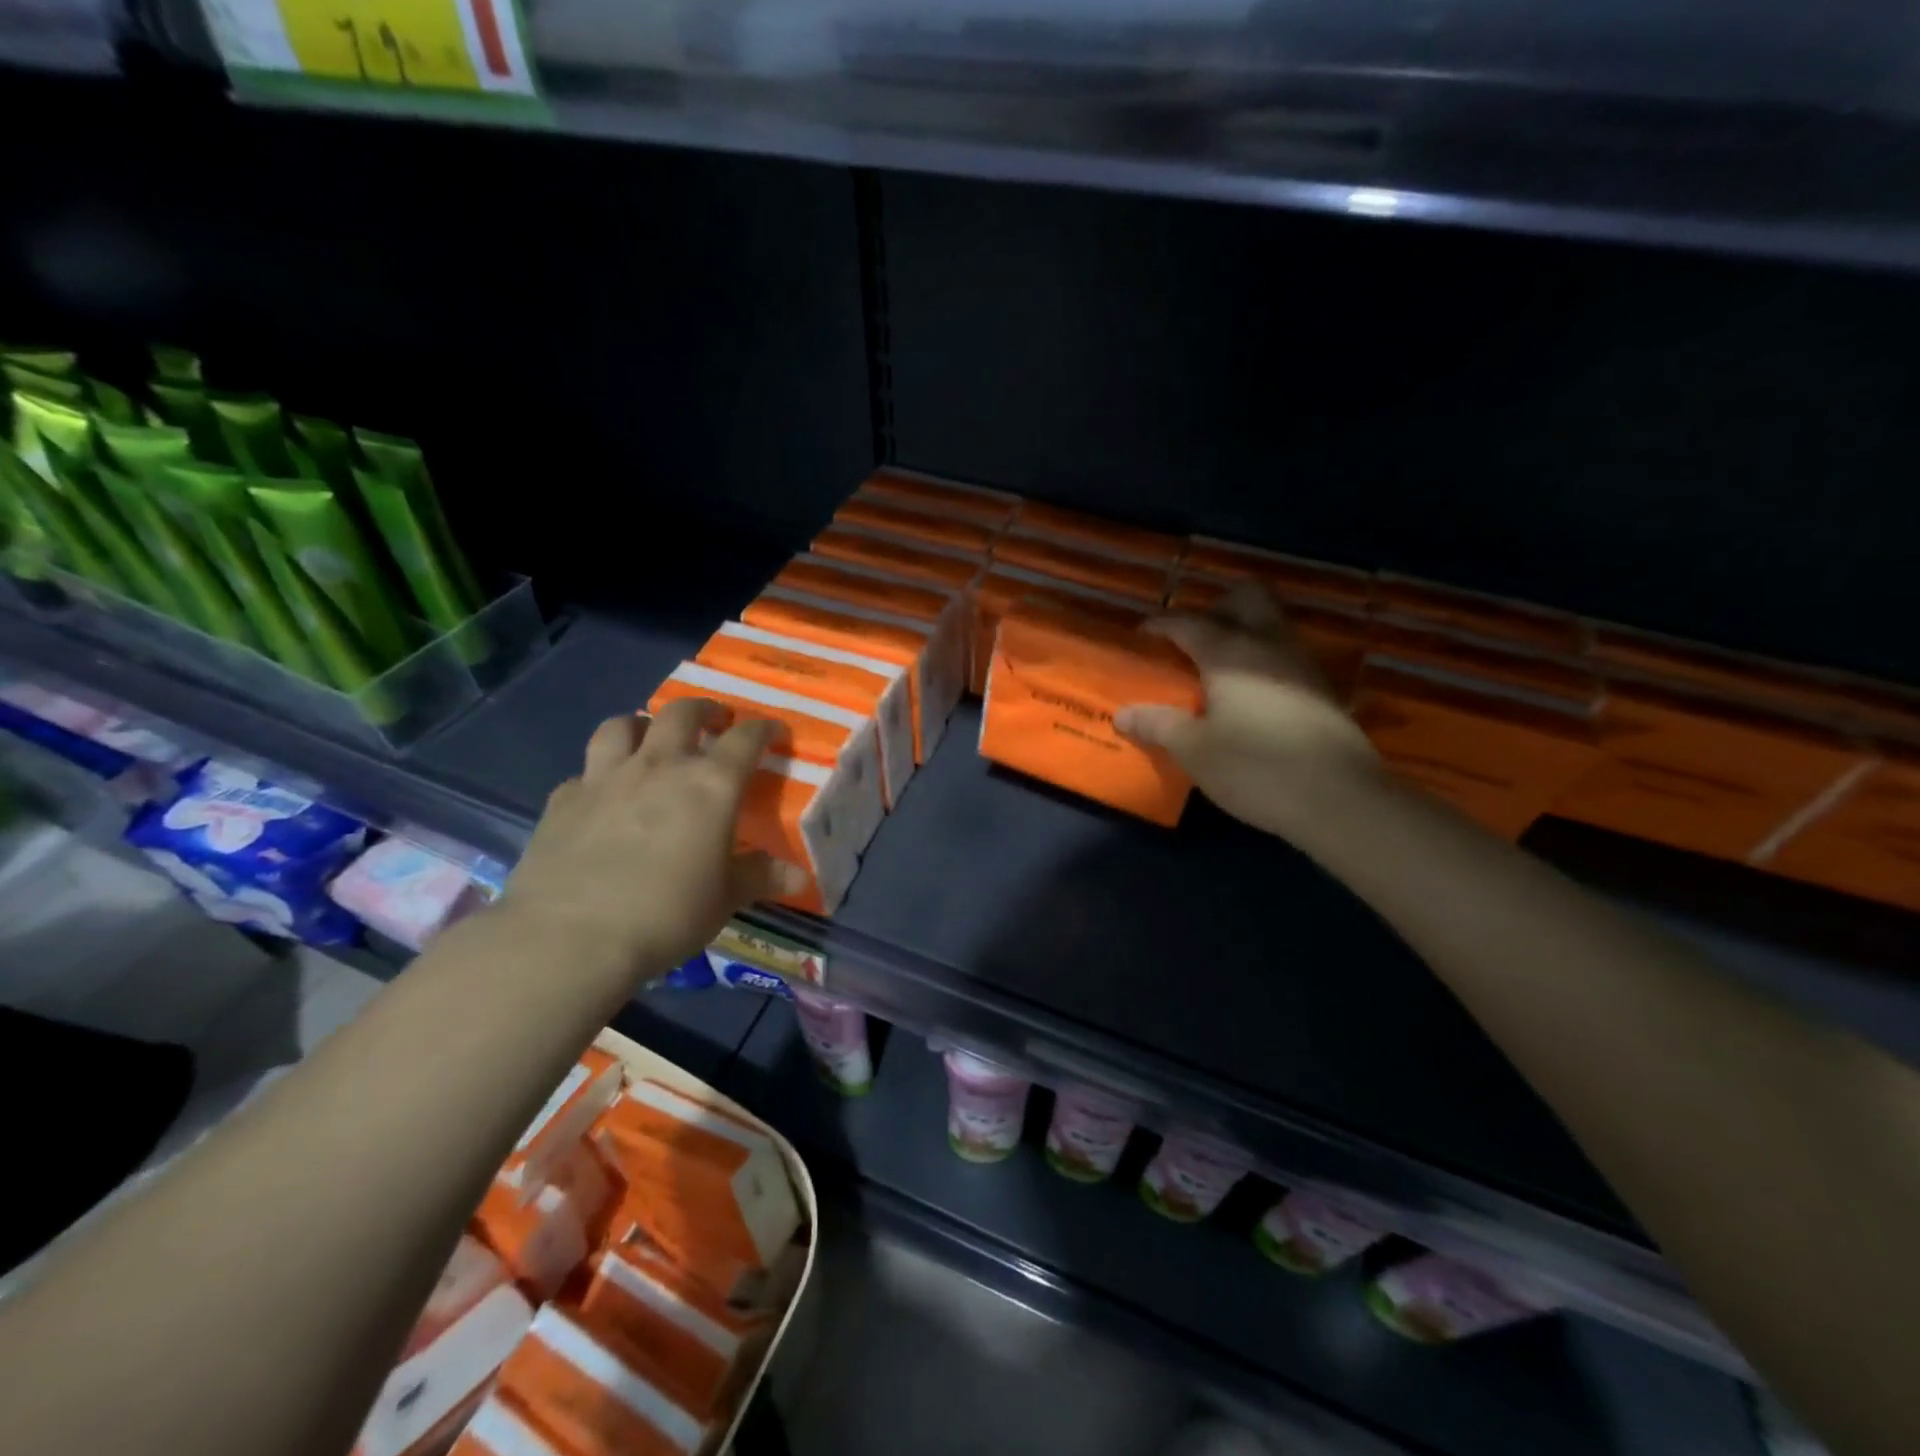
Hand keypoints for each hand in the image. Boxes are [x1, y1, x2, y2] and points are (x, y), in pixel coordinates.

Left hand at [494, 700, 806, 986]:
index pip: (745, 739)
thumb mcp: (724, 899)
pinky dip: (598, 774)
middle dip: (703, 710)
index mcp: (710, 785)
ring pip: (622, 725)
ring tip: (650, 738)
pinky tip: (601, 796)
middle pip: (682, 713)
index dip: (763, 729)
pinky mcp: (563, 800)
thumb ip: (760, 878)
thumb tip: (800, 878)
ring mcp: (605, 778)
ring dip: (642, 725)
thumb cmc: (666, 915)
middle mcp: (660, 767)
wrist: (570, 938)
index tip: (773, 730)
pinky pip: (584, 772)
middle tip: (713, 721)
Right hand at [1116, 583, 1380, 839]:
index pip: (1189, 622)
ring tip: (1217, 670)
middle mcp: (1270, 646)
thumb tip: (1123, 714)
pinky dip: (1264, 664)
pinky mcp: (1325, 692)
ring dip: (1245, 634)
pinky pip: (1287, 658)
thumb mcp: (1194, 751)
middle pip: (1248, 598)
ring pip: (1273, 626)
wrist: (1340, 800)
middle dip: (1217, 607)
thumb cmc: (1255, 768)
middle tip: (1193, 639)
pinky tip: (1251, 698)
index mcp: (1230, 653)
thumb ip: (1158, 725)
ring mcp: (1303, 666)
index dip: (1161, 624)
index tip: (1141, 635)